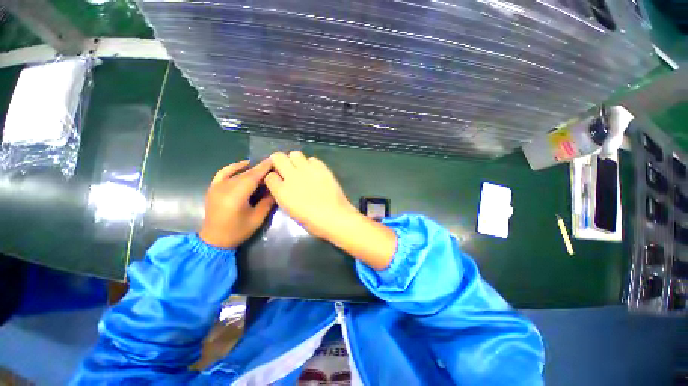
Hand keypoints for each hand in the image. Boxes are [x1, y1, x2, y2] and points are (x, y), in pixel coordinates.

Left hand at [199, 159, 274, 248]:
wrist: (214, 240)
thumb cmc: (238, 231)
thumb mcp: (257, 218)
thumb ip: (267, 202)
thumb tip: (275, 189)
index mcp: (236, 196)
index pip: (253, 177)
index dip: (264, 168)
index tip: (275, 160)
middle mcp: (225, 187)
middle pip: (246, 174)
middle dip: (261, 168)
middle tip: (273, 166)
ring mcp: (217, 186)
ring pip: (238, 173)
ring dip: (251, 169)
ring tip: (263, 167)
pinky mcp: (213, 188)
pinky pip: (224, 173)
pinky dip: (234, 167)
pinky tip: (243, 165)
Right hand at [265, 151, 395, 269]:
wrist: (335, 217)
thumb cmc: (312, 221)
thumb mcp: (290, 211)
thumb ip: (284, 195)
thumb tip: (283, 186)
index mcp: (282, 191)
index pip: (269, 176)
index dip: (273, 178)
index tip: (278, 180)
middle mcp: (292, 176)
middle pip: (277, 157)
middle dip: (278, 161)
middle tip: (285, 169)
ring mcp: (308, 170)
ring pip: (295, 154)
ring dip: (295, 160)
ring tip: (301, 169)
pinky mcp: (322, 168)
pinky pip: (312, 159)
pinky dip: (311, 164)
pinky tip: (315, 172)